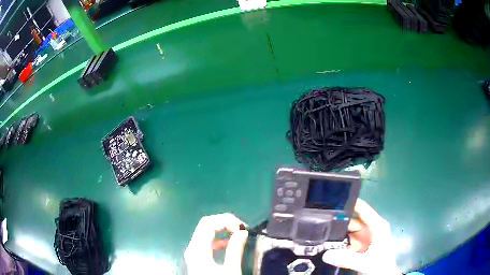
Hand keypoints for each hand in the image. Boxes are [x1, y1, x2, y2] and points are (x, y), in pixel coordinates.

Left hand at [184, 213, 248, 274]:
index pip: (208, 223)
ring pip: (205, 233)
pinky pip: (206, 243)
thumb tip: (243, 232)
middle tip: (241, 229)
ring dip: (222, 231)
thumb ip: (235, 250)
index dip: (225, 220)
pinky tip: (229, 244)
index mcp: (198, 249)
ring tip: (239, 235)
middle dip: (224, 223)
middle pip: (205, 226)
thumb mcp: (230, 270)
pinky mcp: (197, 258)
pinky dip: (218, 240)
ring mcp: (193, 253)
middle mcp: (192, 248)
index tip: (242, 227)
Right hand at [322, 199, 401, 274]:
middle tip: (319, 223)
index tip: (331, 200)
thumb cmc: (380, 266)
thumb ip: (346, 259)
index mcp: (377, 225)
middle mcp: (370, 228)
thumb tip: (325, 254)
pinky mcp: (359, 246)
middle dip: (337, 221)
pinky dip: (337, 242)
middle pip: (351, 220)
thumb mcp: (365, 262)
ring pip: (347, 231)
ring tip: (319, 233)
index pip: (362, 209)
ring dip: (336, 233)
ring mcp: (364, 237)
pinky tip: (326, 244)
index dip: (349, 202)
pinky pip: (346, 240)